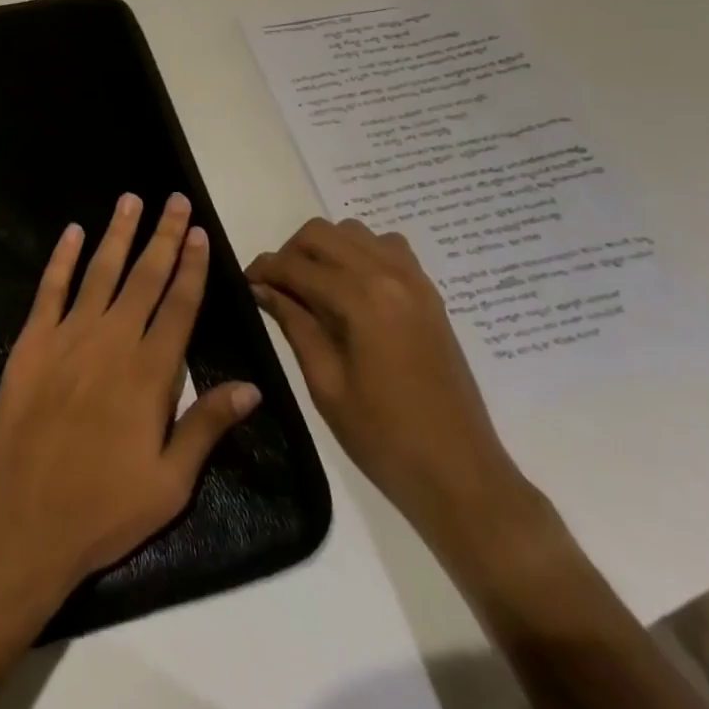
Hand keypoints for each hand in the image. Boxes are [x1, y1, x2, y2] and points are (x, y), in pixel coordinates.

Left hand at [0, 193, 262, 610]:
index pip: (179, 306)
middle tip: (175, 200)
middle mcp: (112, 341)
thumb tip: (253, 386)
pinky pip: (50, 288)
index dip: (191, 267)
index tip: (199, 232)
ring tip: (131, 199)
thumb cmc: (103, 509)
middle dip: (163, 236)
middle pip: (145, 277)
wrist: (21, 518)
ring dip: (118, 234)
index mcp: (150, 373)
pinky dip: (62, 257)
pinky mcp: (32, 340)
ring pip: (100, 271)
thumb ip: (208, 426)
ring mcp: (68, 335)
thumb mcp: (170, 483)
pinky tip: (72, 231)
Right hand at [246, 218, 539, 553]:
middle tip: (277, 288)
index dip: (264, 270)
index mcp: (361, 299)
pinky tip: (352, 290)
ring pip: (353, 232)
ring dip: (325, 249)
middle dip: (290, 253)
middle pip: (322, 233)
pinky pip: (387, 247)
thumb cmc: (385, 438)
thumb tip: (262, 288)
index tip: (245, 284)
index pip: (296, 265)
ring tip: (313, 288)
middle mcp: (388, 275)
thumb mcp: (325, 384)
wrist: (462, 476)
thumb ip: (294, 324)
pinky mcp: (429, 294)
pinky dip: (361, 253)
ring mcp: (414, 281)